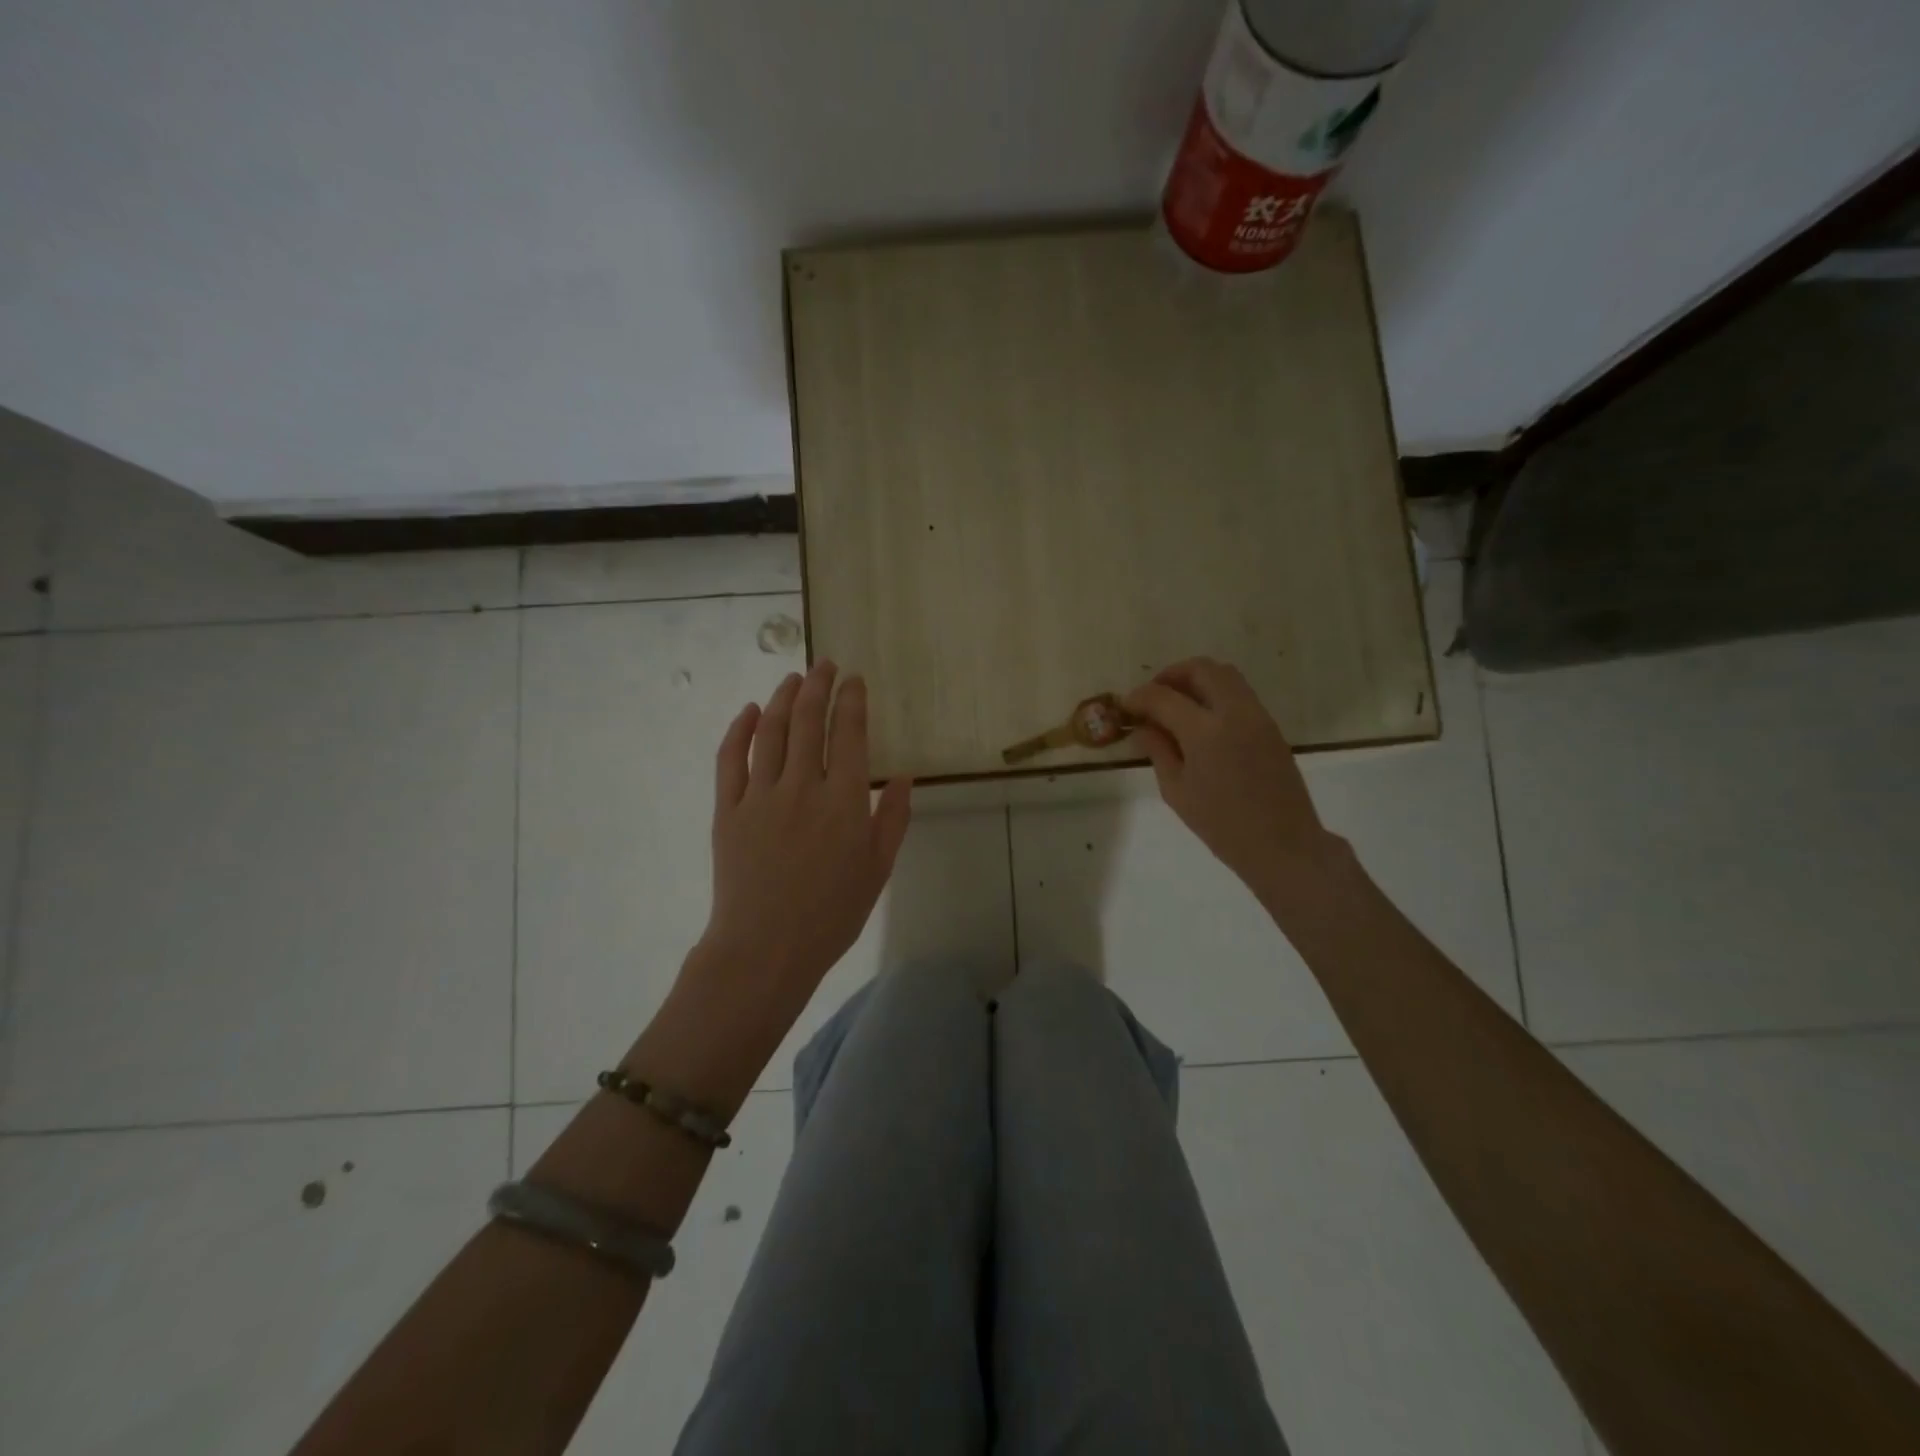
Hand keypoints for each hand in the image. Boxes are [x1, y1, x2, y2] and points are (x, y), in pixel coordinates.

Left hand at [692, 662, 911, 1030]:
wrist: (765, 949)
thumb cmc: (831, 914)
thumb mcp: (877, 870)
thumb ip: (892, 820)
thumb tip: (903, 777)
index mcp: (843, 802)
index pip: (850, 734)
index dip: (852, 701)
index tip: (854, 680)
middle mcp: (802, 787)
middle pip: (809, 722)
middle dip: (819, 686)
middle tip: (825, 664)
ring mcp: (760, 795)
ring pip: (771, 732)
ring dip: (783, 698)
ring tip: (793, 678)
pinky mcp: (727, 809)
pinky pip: (730, 759)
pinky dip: (740, 729)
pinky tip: (750, 711)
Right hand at [1125, 658, 1342, 906]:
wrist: (1283, 844)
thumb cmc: (1222, 825)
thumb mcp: (1177, 791)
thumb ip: (1158, 750)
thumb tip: (1143, 727)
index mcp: (1205, 732)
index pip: (1163, 697)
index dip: (1139, 697)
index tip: (1125, 707)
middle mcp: (1234, 712)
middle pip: (1201, 669)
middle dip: (1171, 676)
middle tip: (1152, 697)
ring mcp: (1257, 716)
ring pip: (1225, 675)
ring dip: (1196, 680)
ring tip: (1176, 705)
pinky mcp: (1270, 726)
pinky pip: (1239, 694)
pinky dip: (1215, 694)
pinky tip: (1200, 721)